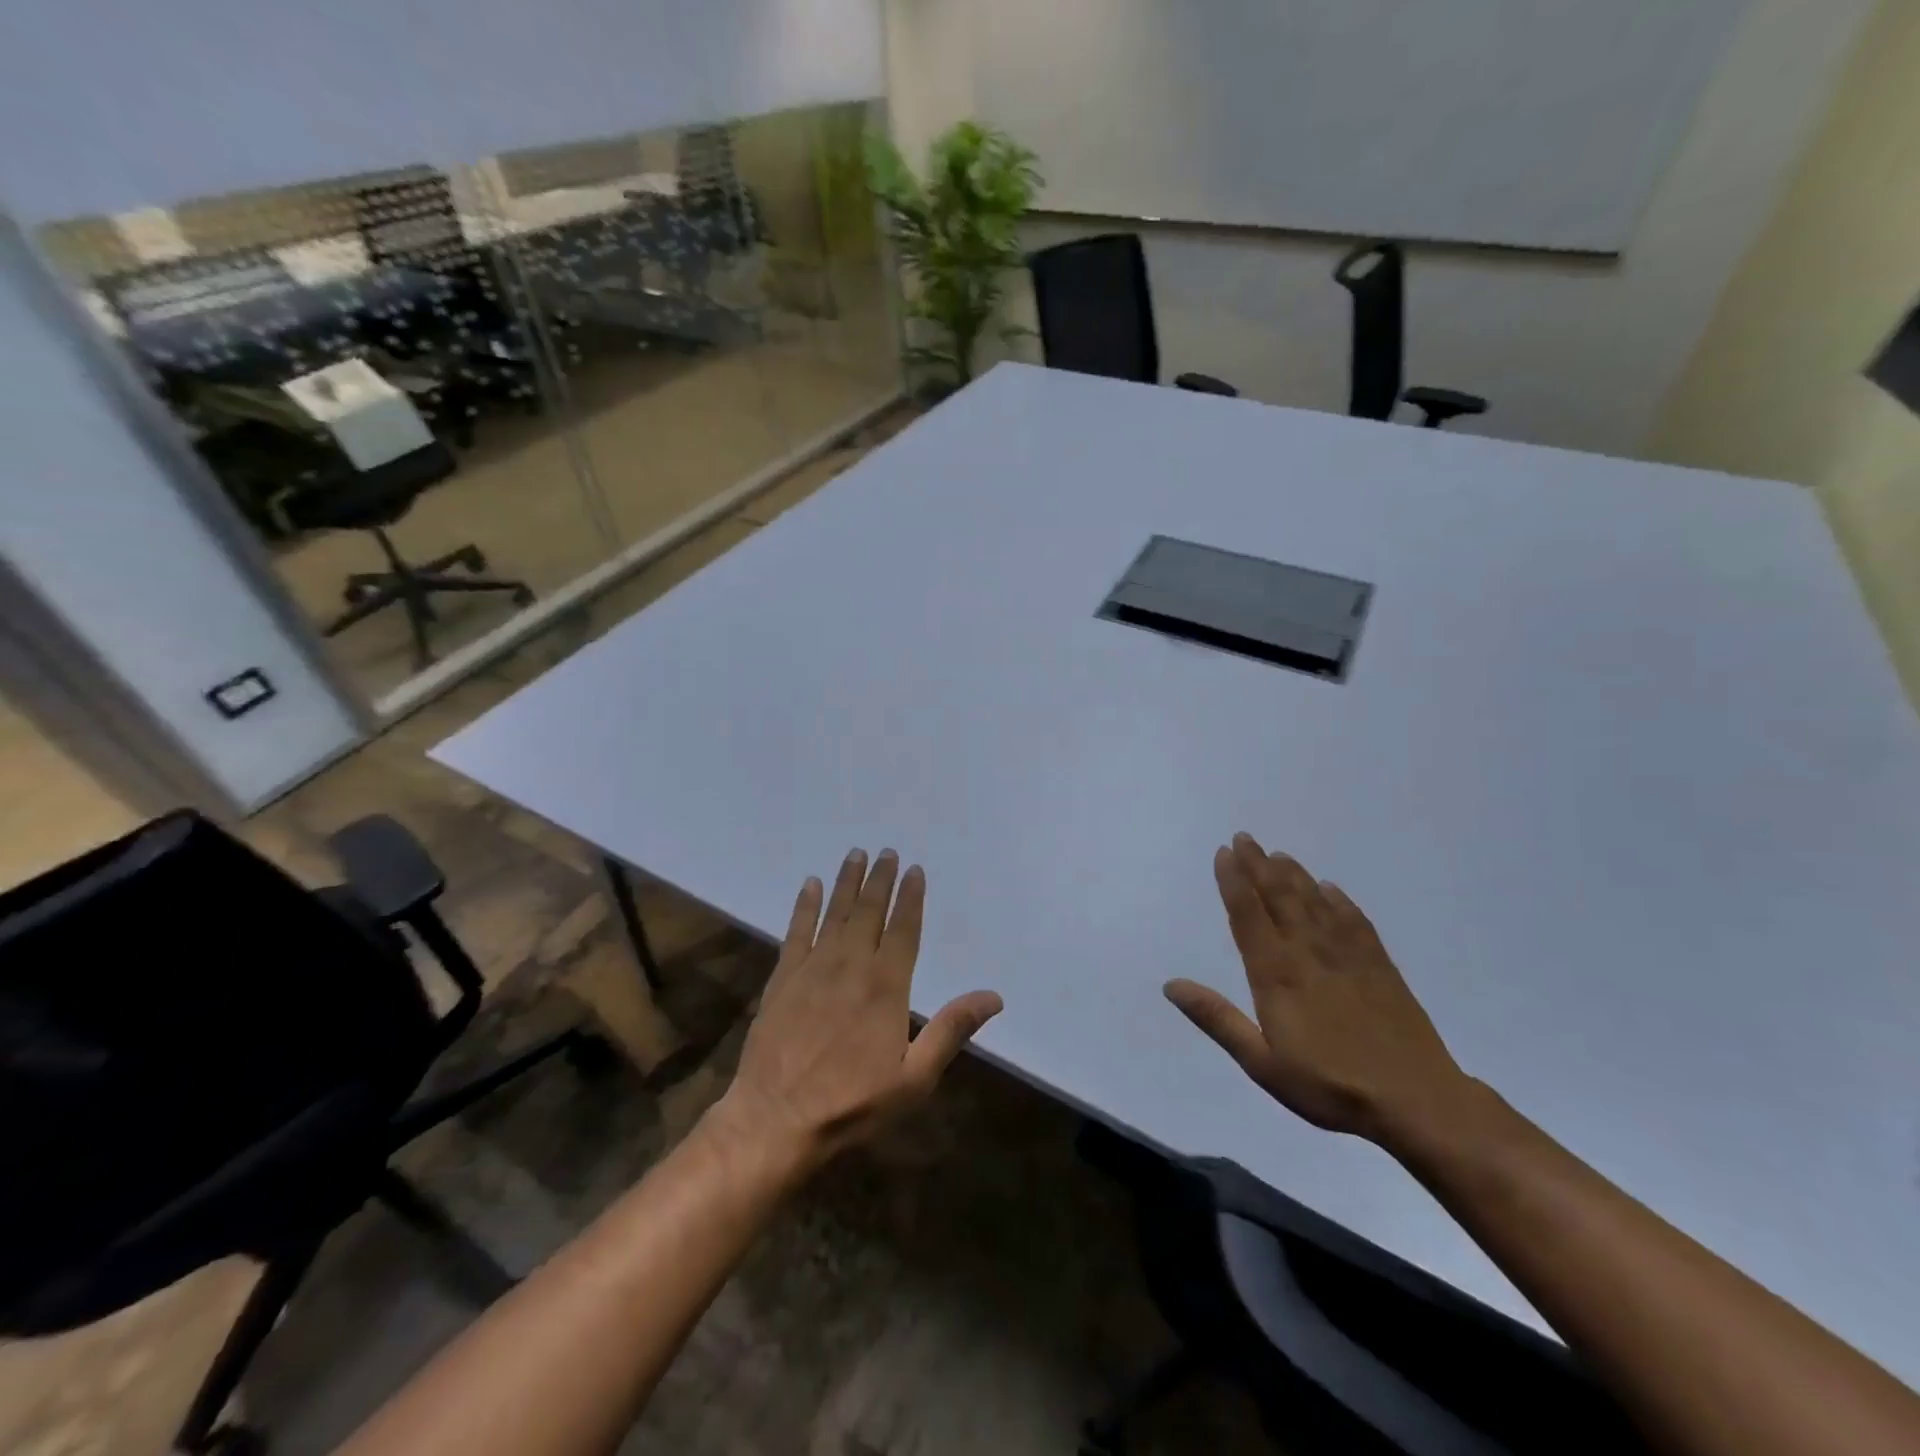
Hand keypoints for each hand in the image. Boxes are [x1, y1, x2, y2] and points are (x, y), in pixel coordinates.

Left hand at [713, 848, 1003, 1171]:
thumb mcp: (914, 1078)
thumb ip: (951, 1031)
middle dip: (880, 880)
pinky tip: (811, 885)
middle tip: (886, 851)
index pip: (903, 930)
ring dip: (847, 882)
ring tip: (856, 854)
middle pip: (869, 912)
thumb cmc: (852, 1102)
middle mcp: (851, 965)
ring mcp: (813, 968)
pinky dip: (805, 905)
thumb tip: (994, 996)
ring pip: (835, 914)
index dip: (910, 898)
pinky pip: (796, 931)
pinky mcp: (783, 978)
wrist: (777, 1119)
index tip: (914, 870)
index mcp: (886, 986)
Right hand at [1165, 832, 1471, 1146]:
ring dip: (1294, 876)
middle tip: (1245, 838)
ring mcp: (1348, 955)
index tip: (1223, 852)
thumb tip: (1171, 985)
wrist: (1417, 1101)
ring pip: (1314, 902)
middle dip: (1258, 865)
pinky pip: (1354, 920)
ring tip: (1279, 855)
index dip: (1233, 881)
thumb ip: (1217, 1019)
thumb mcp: (1262, 1062)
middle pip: (1279, 897)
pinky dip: (1339, 900)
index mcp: (1276, 973)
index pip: (1248, 915)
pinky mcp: (1380, 965)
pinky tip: (1331, 889)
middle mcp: (1308, 952)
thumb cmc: (1330, 1086)